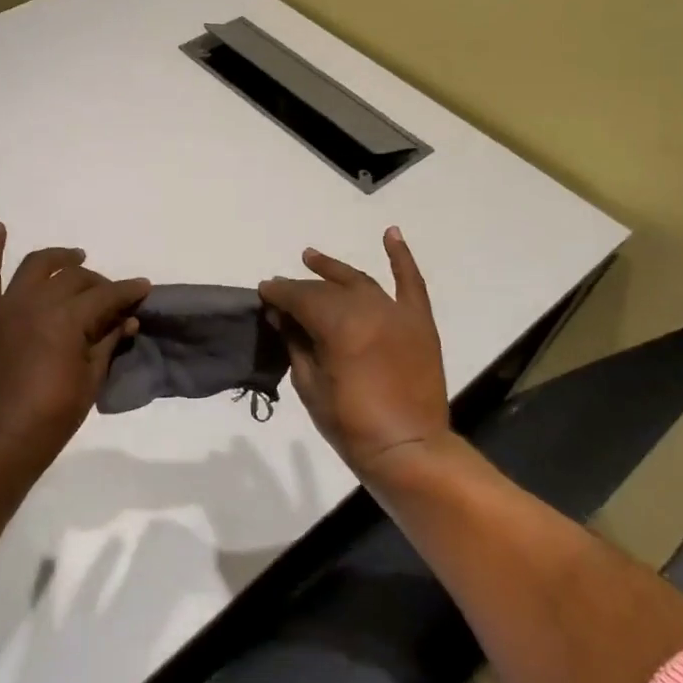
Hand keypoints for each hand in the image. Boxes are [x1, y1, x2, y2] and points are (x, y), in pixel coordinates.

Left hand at [0, 222, 150, 466]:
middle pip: (75, 279)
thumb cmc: (51, 417)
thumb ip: (108, 344)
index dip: (128, 291)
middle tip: (109, 294)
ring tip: (73, 257)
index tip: (143, 287)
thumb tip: (128, 320)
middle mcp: (37, 302)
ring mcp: (6, 306)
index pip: (106, 296)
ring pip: (36, 266)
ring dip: (58, 258)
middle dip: (98, 282)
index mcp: (68, 320)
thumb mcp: (90, 381)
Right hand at [258, 227, 449, 476]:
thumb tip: (284, 318)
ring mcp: (396, 313)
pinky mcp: (419, 321)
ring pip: (359, 281)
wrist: (409, 448)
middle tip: (282, 291)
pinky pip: (411, 282)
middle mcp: (368, 308)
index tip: (263, 293)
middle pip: (326, 290)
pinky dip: (401, 256)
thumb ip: (296, 343)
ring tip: (311, 257)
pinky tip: (390, 233)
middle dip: (300, 288)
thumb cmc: (351, 424)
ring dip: (334, 269)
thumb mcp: (309, 385)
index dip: (278, 294)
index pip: (299, 298)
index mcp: (338, 325)